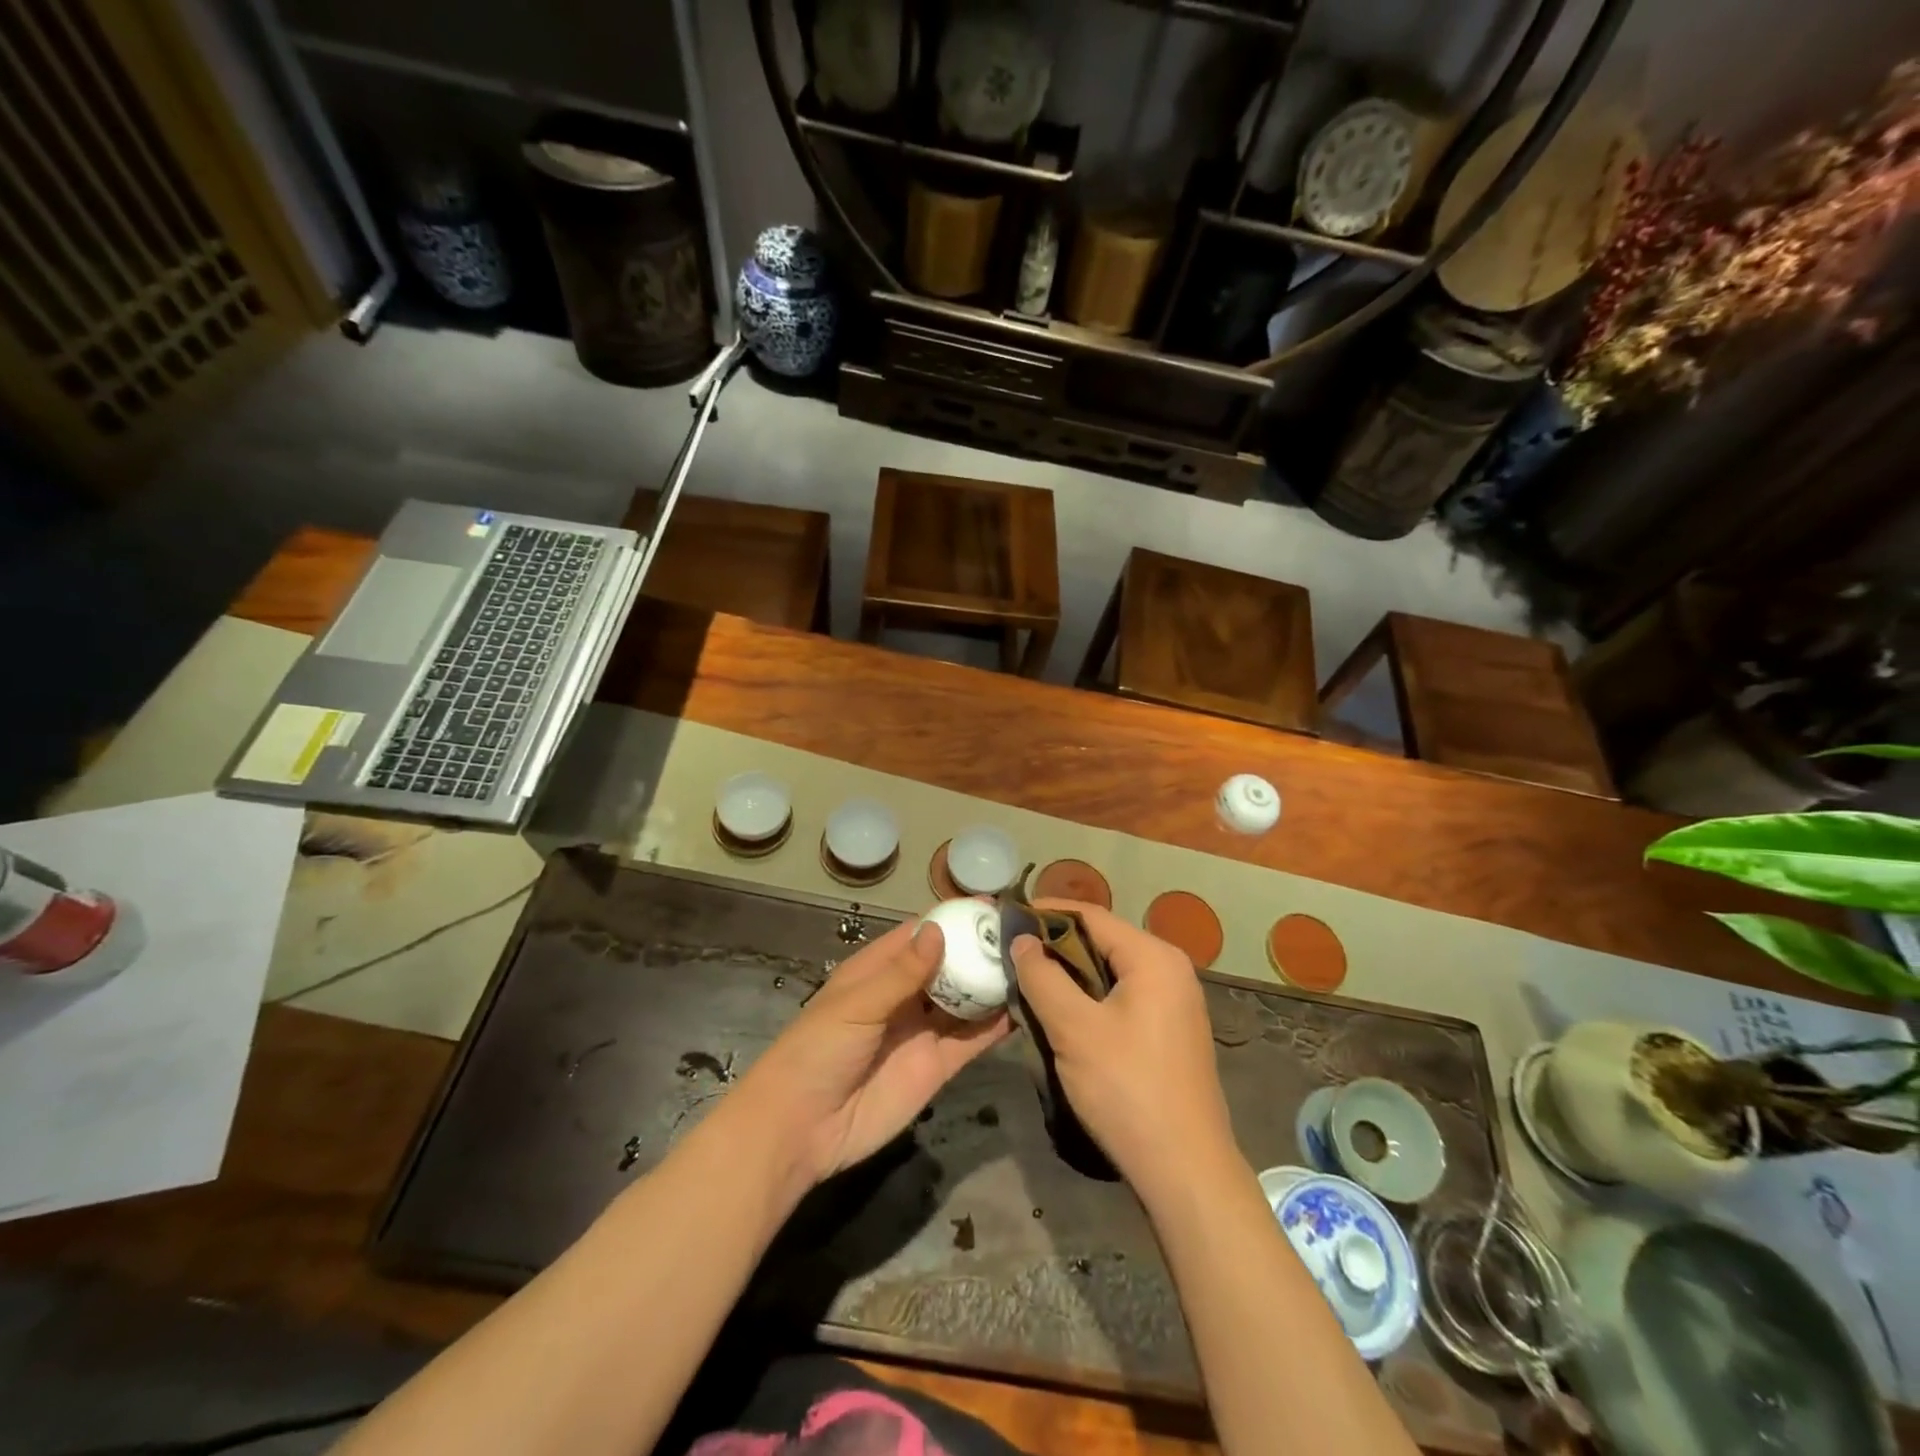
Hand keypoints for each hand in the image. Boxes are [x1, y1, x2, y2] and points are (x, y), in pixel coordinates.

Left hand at [733, 918, 1011, 1190]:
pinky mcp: (938, 1066)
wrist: (801, 1130)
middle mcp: (905, 995)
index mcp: (878, 970)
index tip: (989, 905)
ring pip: (965, 1000)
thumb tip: (939, 931)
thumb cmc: (817, 1051)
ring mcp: (923, 1031)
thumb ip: (901, 972)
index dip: (952, 920)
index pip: (920, 935)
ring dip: (992, 984)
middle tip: (1022, 933)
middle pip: (949, 965)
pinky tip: (1025, 1008)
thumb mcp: (856, 1005)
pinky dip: (996, 1025)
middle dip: (980, 949)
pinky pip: (971, 1040)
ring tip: (1031, 964)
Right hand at [1010, 903, 1237, 1203]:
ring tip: (1029, 979)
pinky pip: (1123, 995)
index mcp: (1154, 958)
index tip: (1008, 914)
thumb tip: (1022, 940)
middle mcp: (1170, 969)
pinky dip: (1090, 995)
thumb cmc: (1127, 1089)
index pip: (1092, 916)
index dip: (1047, 911)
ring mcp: (1175, 1001)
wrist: (1185, 1170)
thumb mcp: (1074, 1029)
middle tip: (1012, 951)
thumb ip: (1043, 977)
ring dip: (1071, 972)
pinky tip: (1062, 1011)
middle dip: (1056, 944)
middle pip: (1103, 940)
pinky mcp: (1170, 1030)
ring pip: (1111, 970)